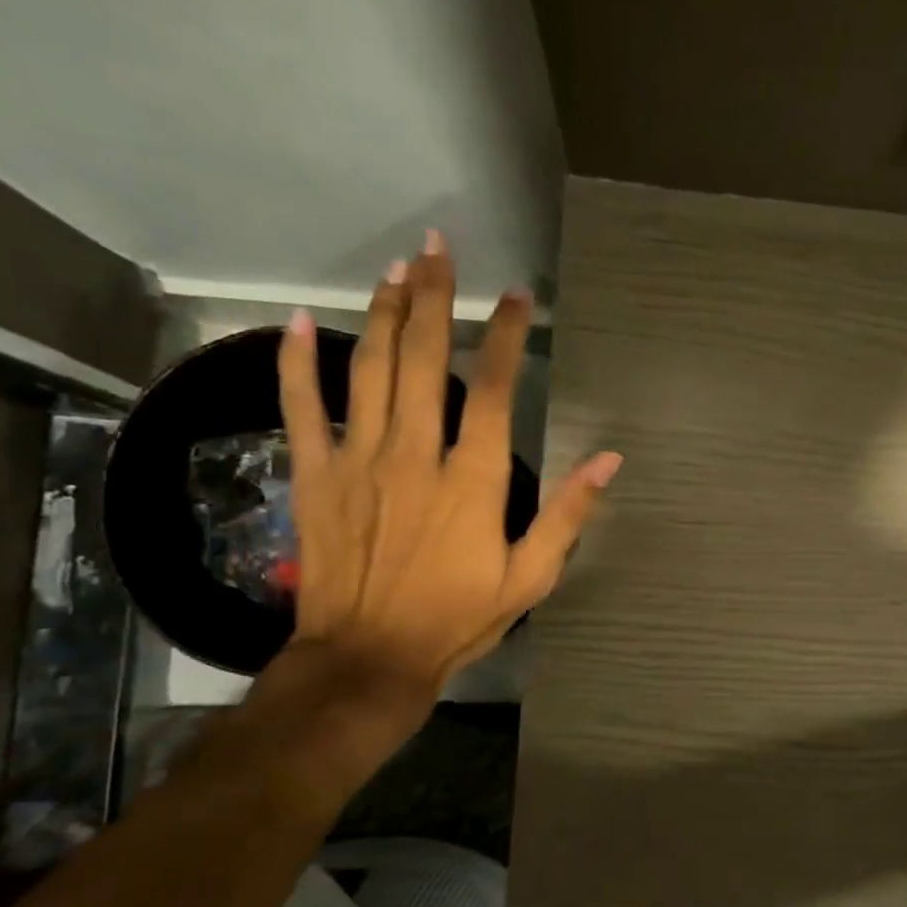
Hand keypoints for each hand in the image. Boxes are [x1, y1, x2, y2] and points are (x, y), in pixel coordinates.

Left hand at [276, 230, 620, 701]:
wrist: (369, 658)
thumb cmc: (457, 618)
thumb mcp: (531, 577)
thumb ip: (569, 515)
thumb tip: (608, 459)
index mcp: (473, 479)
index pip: (492, 389)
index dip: (505, 335)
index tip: (515, 297)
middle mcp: (415, 454)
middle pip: (424, 359)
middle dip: (434, 298)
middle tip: (437, 248)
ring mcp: (359, 460)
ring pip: (370, 369)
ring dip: (384, 313)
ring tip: (395, 268)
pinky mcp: (316, 475)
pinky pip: (302, 408)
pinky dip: (298, 363)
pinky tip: (301, 320)